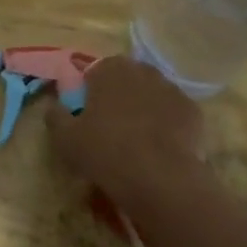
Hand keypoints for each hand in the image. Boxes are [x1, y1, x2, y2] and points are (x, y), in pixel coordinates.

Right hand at [44, 57, 207, 206]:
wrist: (159, 177)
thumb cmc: (105, 151)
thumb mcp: (65, 138)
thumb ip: (56, 116)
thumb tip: (54, 106)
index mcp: (110, 70)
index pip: (96, 71)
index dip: (91, 90)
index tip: (88, 113)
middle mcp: (142, 70)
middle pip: (127, 79)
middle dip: (120, 96)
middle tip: (112, 126)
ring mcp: (172, 89)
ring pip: (153, 94)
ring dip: (145, 109)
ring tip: (138, 139)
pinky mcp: (193, 110)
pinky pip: (174, 113)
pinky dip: (168, 124)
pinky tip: (161, 147)